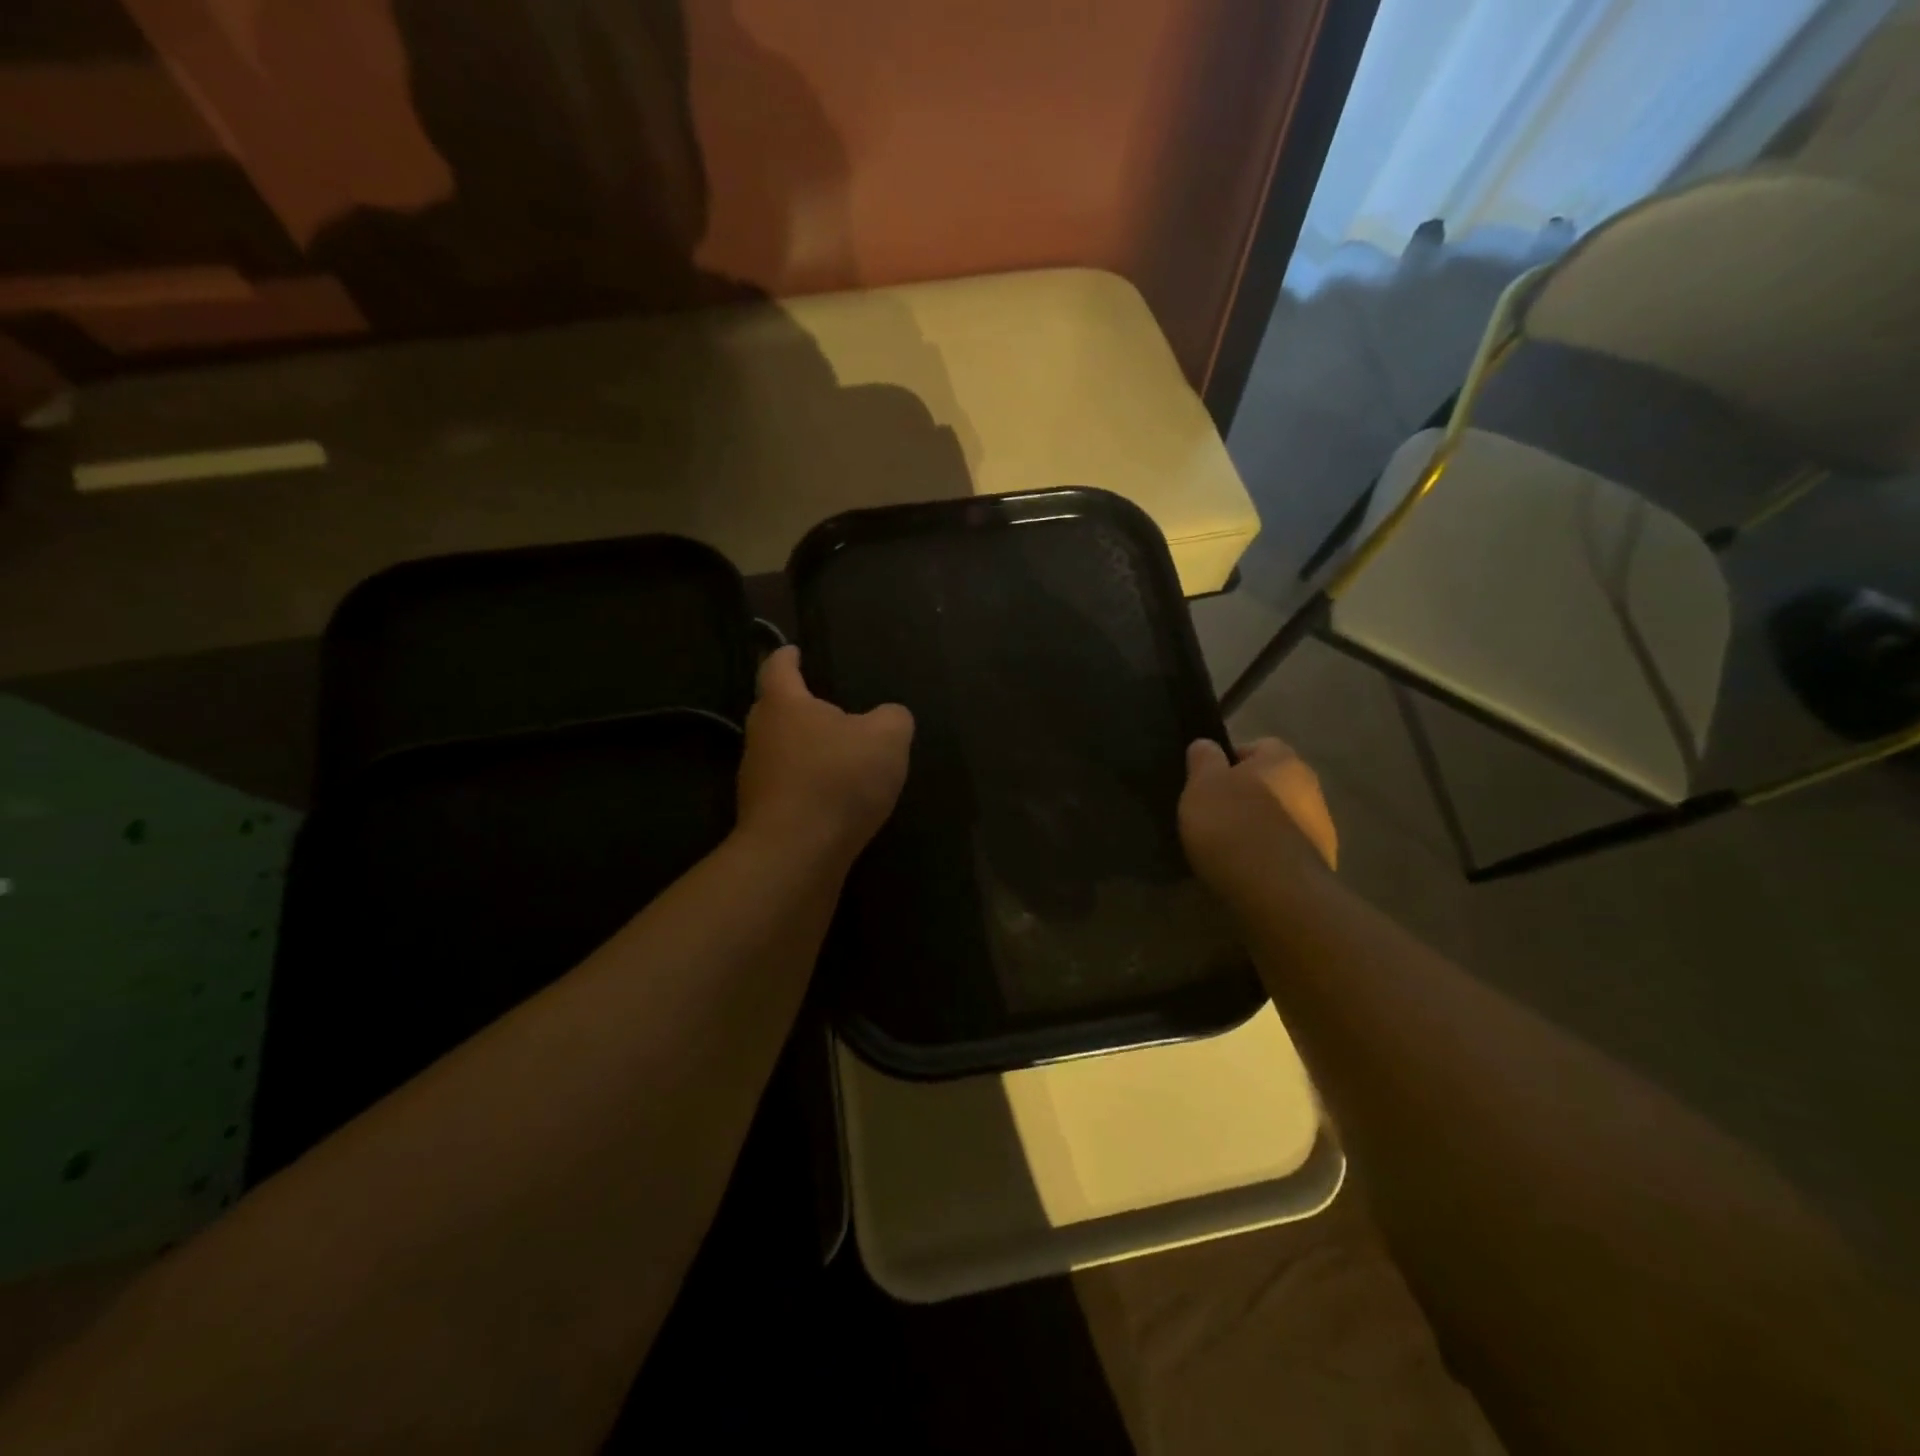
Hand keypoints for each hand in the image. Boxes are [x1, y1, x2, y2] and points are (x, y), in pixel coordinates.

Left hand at [736, 646, 913, 862]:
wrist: (796, 853)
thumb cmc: (838, 779)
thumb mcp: (887, 738)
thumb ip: (893, 718)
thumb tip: (889, 717)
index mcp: (784, 705)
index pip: (778, 668)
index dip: (787, 655)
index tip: (793, 650)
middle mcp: (760, 736)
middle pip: (774, 710)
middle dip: (797, 705)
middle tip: (826, 706)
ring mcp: (755, 779)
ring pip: (780, 751)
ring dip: (804, 749)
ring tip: (837, 755)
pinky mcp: (763, 815)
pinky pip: (788, 787)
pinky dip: (807, 785)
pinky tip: (833, 797)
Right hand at [1179, 737, 1337, 895]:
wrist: (1276, 892)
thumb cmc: (1233, 826)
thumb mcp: (1202, 785)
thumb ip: (1204, 759)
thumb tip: (1207, 744)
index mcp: (1283, 760)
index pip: (1259, 746)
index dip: (1230, 760)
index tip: (1207, 782)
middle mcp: (1310, 787)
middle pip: (1273, 782)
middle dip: (1247, 794)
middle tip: (1214, 813)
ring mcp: (1321, 828)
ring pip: (1281, 816)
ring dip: (1259, 826)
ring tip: (1227, 847)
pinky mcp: (1320, 863)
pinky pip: (1286, 849)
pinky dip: (1269, 854)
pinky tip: (1246, 869)